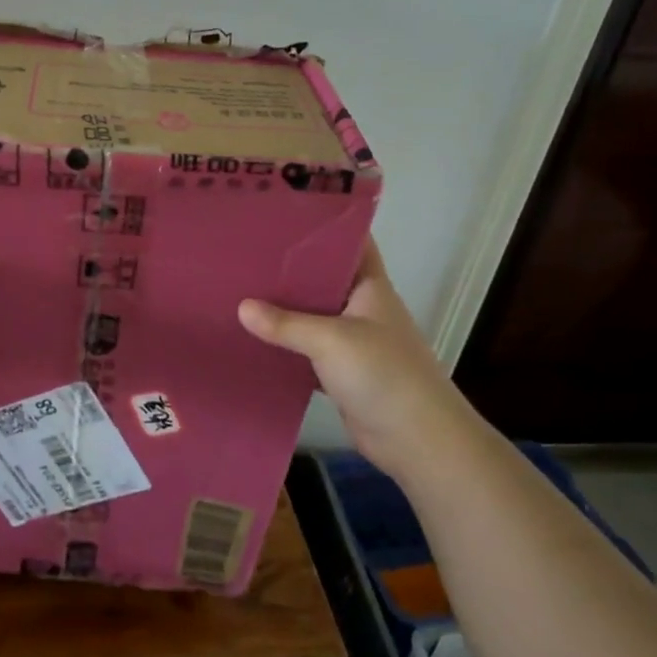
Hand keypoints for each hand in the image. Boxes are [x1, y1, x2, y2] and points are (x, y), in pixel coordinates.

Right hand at [238, 241, 472, 469]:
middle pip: (323, 280)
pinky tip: (253, 340)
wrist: (418, 441)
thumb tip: (241, 307)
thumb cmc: (384, 375)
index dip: (323, 227)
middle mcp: (361, 309)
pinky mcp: (341, 373)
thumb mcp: (331, 341)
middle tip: (245, 253)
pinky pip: (306, 352)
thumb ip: (285, 324)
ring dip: (283, 310)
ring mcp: (352, 342)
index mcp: (370, 288)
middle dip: (289, 269)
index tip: (282, 216)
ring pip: (312, 317)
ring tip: (239, 290)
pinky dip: (285, 347)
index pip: (350, 243)